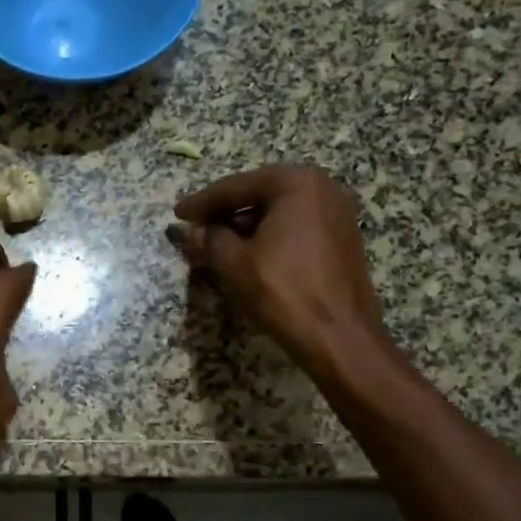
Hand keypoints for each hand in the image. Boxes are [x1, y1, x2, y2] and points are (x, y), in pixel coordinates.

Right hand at [172, 165, 387, 377]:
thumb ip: (209, 239)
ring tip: (217, 241)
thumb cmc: (283, 291)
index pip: (236, 187)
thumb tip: (190, 230)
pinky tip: (250, 252)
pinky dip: (270, 234)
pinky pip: (296, 225)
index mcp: (296, 183)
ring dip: (246, 224)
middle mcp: (323, 187)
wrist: (339, 336)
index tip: (178, 213)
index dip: (202, 202)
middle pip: (260, 194)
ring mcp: (338, 212)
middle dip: (226, 210)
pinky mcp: (343, 237)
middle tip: (196, 224)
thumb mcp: (234, 263)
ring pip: (279, 210)